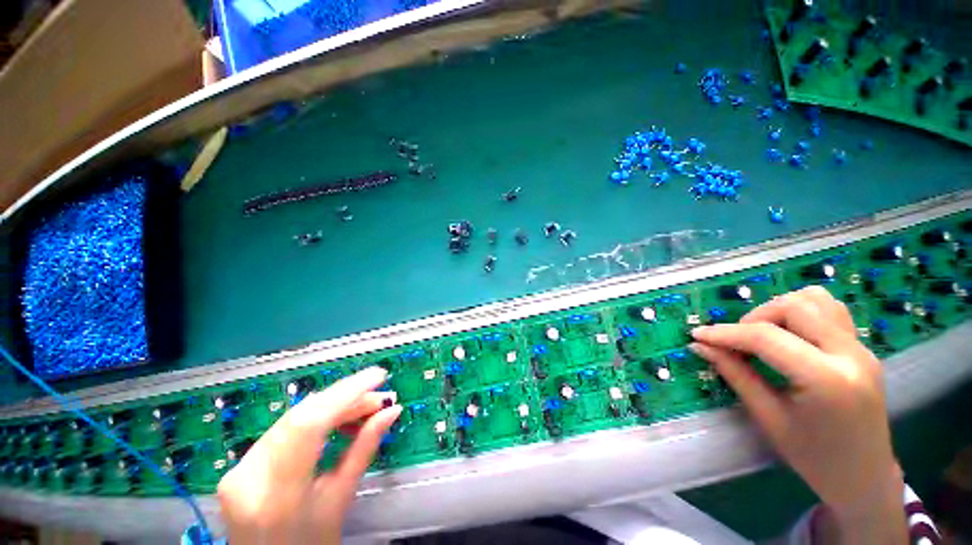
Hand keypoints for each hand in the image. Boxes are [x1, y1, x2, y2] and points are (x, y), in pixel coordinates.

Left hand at [217, 367, 400, 544]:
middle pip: (302, 415)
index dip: (345, 393)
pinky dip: (317, 417)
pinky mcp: (241, 463)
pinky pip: (286, 426)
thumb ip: (364, 449)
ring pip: (294, 416)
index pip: (309, 424)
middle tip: (379, 397)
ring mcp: (240, 467)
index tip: (378, 377)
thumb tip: (392, 410)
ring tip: (366, 407)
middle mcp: (250, 475)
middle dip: (346, 398)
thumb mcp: (341, 499)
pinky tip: (339, 418)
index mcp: (278, 495)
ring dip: (334, 406)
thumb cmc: (310, 542)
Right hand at [689, 287, 905, 543]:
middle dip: (753, 318)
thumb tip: (701, 346)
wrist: (864, 476)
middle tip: (735, 341)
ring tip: (763, 334)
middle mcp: (850, 354)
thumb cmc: (813, 457)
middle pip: (793, 307)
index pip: (766, 337)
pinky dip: (801, 310)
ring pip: (814, 299)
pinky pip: (829, 309)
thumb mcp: (768, 418)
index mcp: (827, 380)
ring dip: (778, 309)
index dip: (725, 333)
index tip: (698, 335)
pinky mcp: (862, 347)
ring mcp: (861, 348)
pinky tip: (788, 333)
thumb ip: (735, 374)